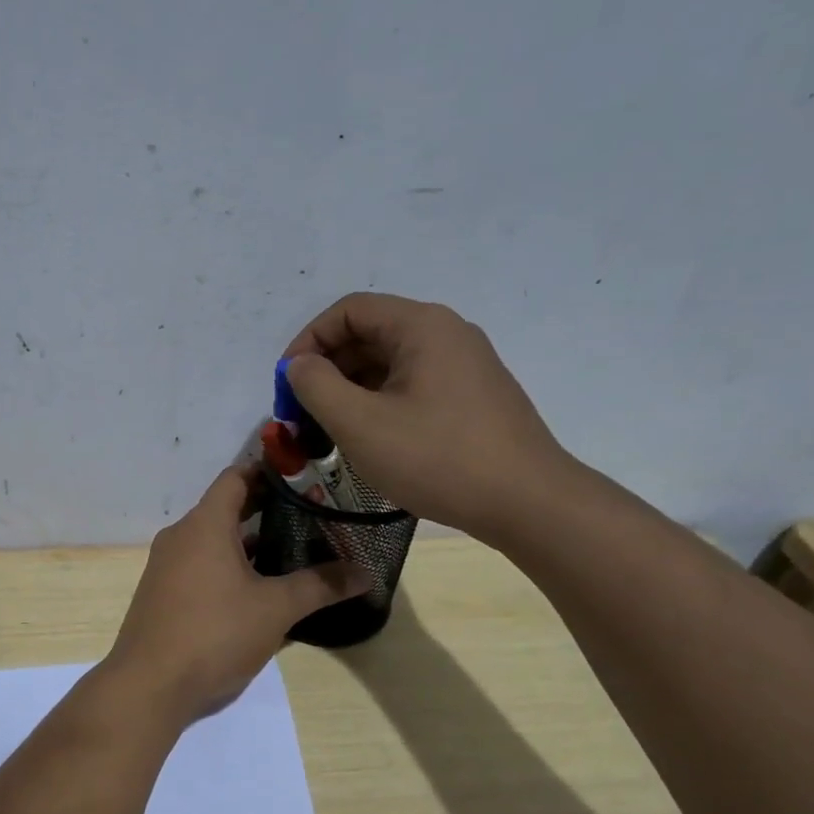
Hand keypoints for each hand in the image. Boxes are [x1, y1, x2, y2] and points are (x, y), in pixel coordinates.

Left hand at [105, 467, 364, 724]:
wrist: (149, 685)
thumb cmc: (214, 634)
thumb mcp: (275, 609)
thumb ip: (320, 586)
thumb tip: (366, 574)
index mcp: (204, 524)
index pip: (236, 477)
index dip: (269, 470)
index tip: (304, 475)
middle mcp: (180, 536)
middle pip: (225, 507)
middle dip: (265, 508)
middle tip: (310, 514)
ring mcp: (166, 566)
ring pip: (212, 540)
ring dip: (247, 541)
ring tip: (291, 549)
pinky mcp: (162, 594)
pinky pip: (199, 565)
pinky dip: (227, 566)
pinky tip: (256, 588)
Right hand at [283, 293, 572, 542]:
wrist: (526, 502)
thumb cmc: (436, 458)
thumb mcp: (360, 423)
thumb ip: (316, 386)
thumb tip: (298, 365)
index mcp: (421, 326)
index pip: (349, 311)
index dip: (308, 341)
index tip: (286, 383)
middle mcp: (446, 333)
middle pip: (369, 334)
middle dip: (327, 369)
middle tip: (302, 412)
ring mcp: (464, 365)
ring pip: (389, 363)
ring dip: (350, 389)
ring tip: (329, 430)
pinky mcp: (471, 396)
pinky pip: (411, 384)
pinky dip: (379, 402)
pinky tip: (368, 439)